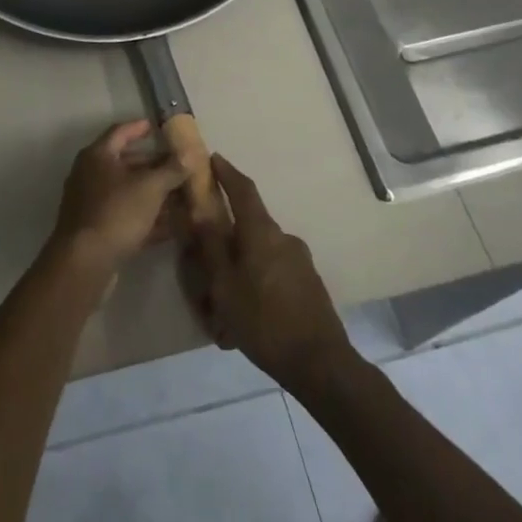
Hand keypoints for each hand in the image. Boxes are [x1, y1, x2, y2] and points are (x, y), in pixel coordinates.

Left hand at [51, 121, 189, 279]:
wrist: (84, 263)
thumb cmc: (116, 212)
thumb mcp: (150, 187)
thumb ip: (171, 169)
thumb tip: (189, 154)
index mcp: (98, 156)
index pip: (121, 131)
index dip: (140, 128)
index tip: (159, 127)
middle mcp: (91, 175)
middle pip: (127, 163)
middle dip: (155, 166)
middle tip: (180, 166)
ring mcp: (93, 204)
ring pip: (129, 193)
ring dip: (155, 194)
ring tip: (183, 195)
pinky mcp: (98, 231)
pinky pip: (128, 217)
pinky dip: (148, 218)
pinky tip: (174, 226)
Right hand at [181, 155, 350, 390]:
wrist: (320, 363)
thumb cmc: (264, 321)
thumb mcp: (225, 286)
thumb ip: (212, 247)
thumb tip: (201, 212)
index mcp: (262, 233)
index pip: (243, 190)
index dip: (227, 173)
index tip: (213, 158)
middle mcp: (284, 237)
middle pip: (251, 224)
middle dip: (229, 234)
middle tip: (207, 255)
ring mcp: (300, 260)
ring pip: (262, 251)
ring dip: (243, 263)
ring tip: (224, 297)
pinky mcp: (309, 282)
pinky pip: (275, 269)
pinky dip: (257, 279)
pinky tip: (248, 311)